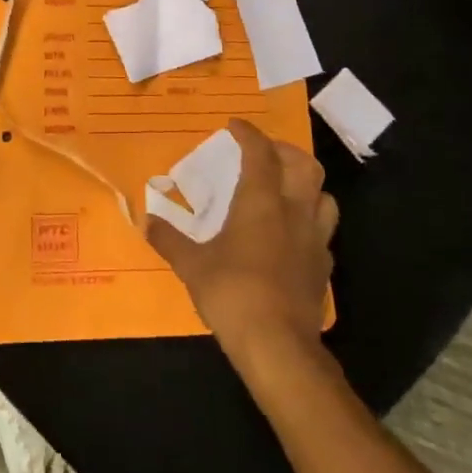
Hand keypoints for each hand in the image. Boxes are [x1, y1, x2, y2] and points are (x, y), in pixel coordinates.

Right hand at [147, 118, 336, 357]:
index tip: (235, 126)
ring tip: (286, 189)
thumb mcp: (191, 266)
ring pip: (324, 196)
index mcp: (262, 202)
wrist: (279, 347)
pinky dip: (310, 223)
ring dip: (307, 184)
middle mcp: (294, 212)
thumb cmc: (232, 294)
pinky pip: (324, 233)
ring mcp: (315, 240)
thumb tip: (146, 221)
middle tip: (264, 153)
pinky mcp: (323, 268)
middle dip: (285, 151)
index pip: (260, 153)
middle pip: (304, 165)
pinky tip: (294, 235)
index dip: (248, 134)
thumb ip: (169, 240)